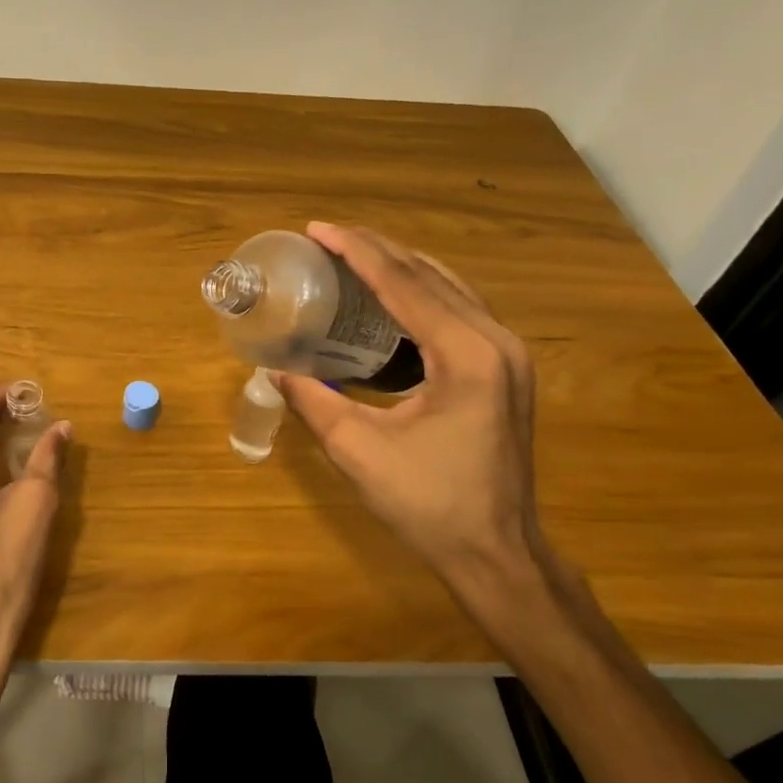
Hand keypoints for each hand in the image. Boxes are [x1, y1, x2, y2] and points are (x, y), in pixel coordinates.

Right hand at [278, 222, 546, 602]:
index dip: (356, 251)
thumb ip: (313, 401)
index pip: (403, 284)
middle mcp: (494, 341)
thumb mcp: (358, 450)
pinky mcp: (505, 368)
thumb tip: (274, 368)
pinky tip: (390, 294)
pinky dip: (421, 291)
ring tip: (353, 254)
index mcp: (465, 355)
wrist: (498, 553)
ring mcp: (507, 354)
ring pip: (449, 287)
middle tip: (328, 236)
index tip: (317, 229)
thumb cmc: (429, 505)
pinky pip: (459, 309)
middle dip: (376, 249)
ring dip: (400, 266)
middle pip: (430, 275)